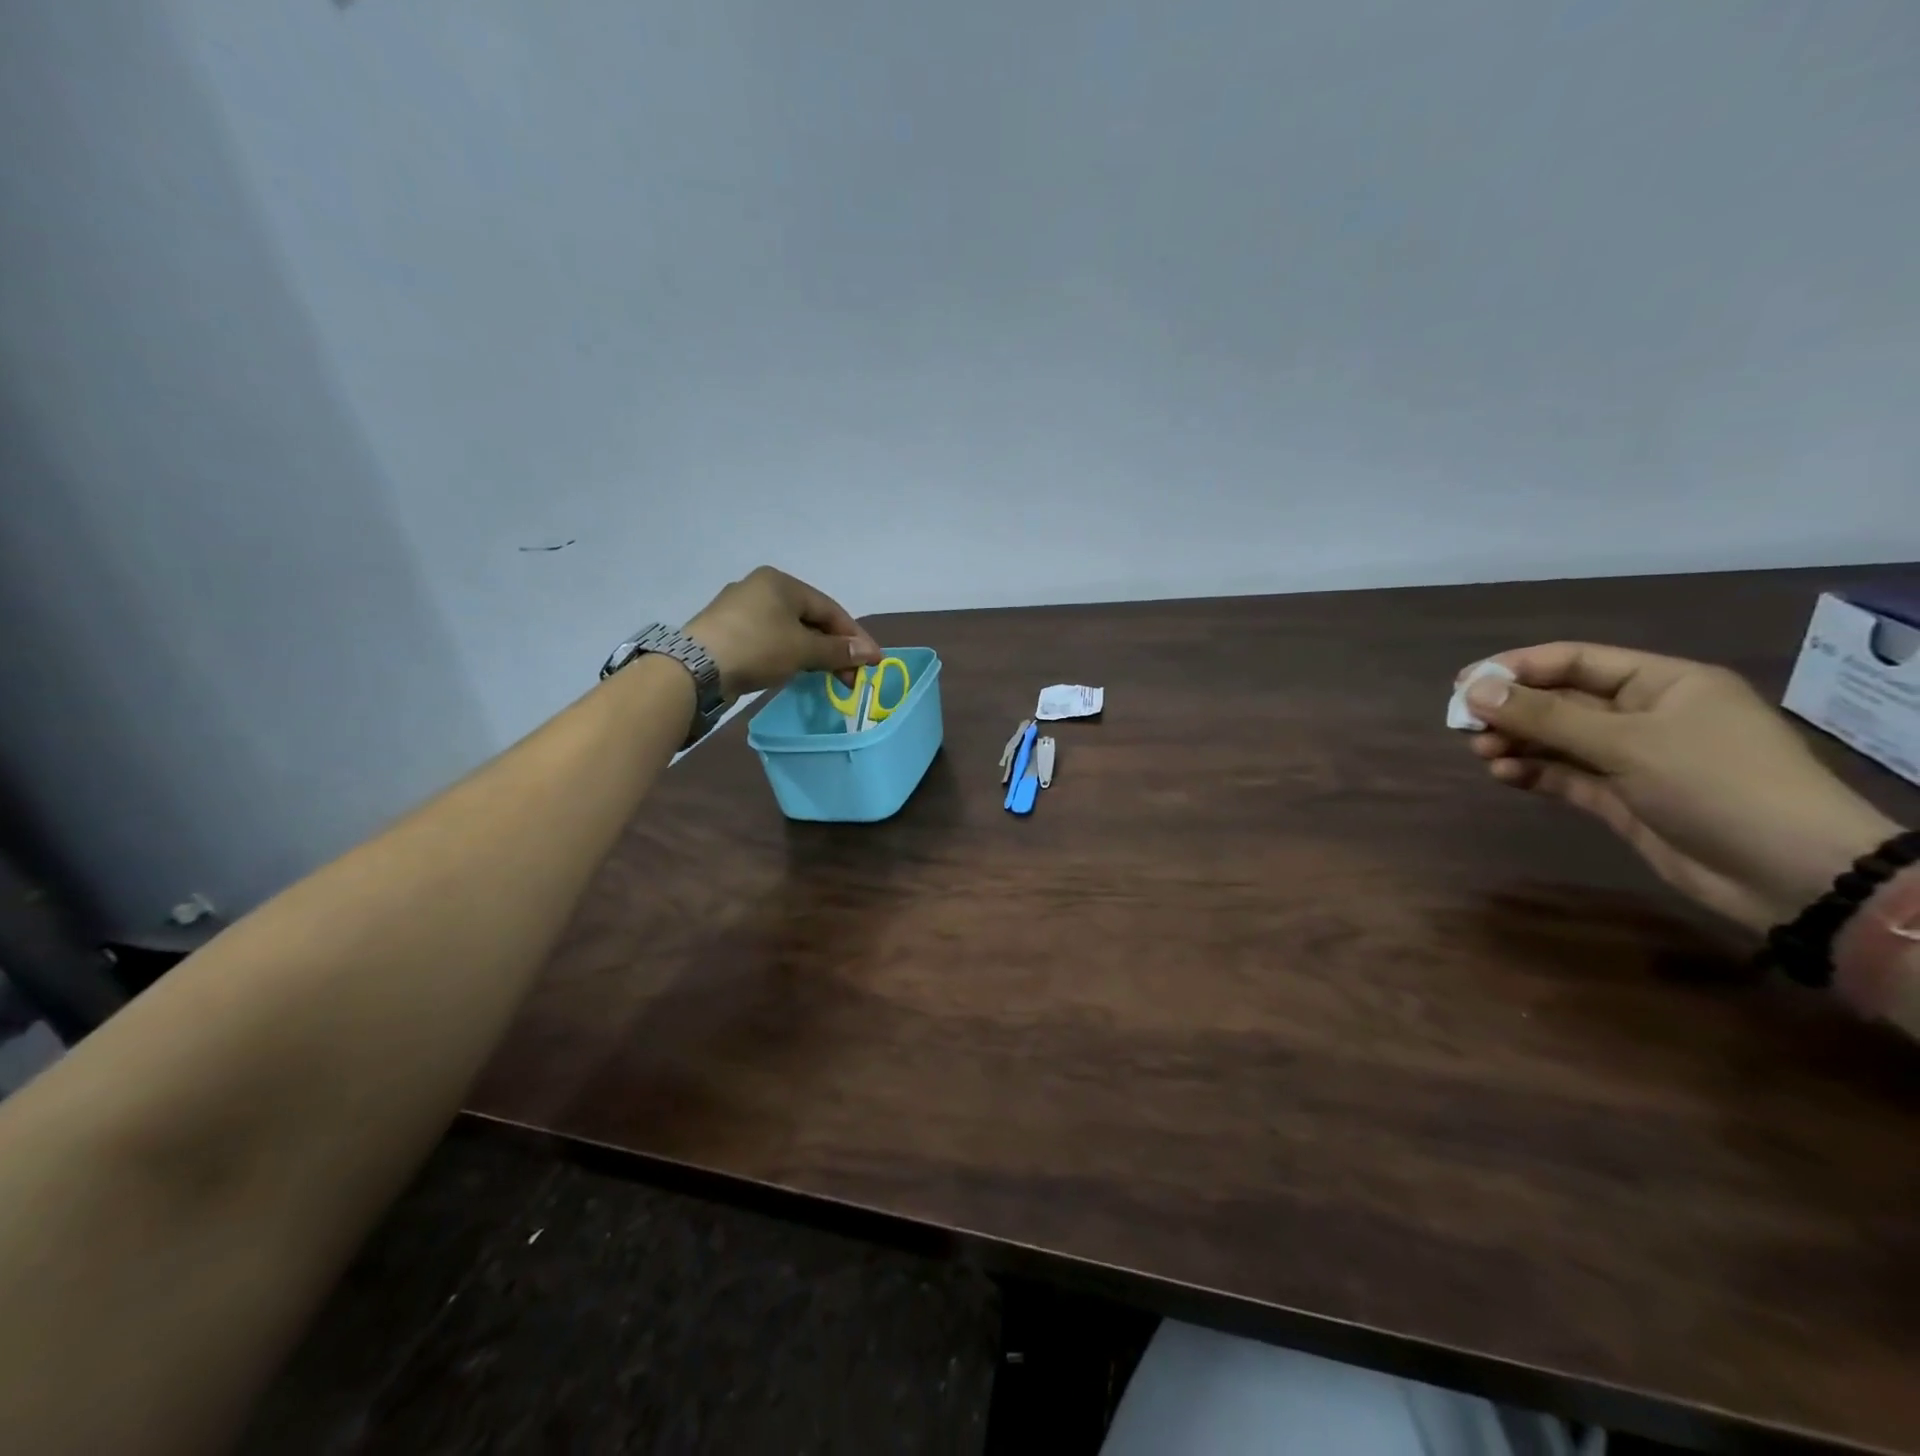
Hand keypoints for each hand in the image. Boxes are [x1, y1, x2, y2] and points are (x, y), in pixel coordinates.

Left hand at [686, 566, 881, 698]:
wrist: (696, 669)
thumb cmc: (758, 648)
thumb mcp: (803, 650)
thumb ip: (838, 651)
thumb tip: (870, 653)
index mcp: (781, 582)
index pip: (830, 609)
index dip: (855, 637)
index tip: (874, 661)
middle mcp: (761, 587)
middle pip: (811, 618)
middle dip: (835, 648)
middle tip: (851, 676)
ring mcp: (742, 609)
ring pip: (791, 630)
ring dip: (815, 653)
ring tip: (830, 677)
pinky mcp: (729, 631)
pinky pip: (772, 639)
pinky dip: (791, 654)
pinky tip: (799, 671)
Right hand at [1460, 642, 1899, 931]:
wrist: (1789, 873)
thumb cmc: (1716, 784)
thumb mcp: (1627, 742)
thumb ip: (1545, 716)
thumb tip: (1474, 690)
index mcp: (1663, 683)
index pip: (1574, 661)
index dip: (1517, 668)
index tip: (1464, 684)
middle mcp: (1645, 715)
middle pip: (1560, 700)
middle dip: (1511, 709)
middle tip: (1463, 723)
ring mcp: (1633, 758)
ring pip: (1557, 739)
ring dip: (1516, 741)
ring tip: (1482, 751)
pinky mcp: (1621, 798)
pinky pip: (1564, 775)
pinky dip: (1533, 772)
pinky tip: (1505, 774)